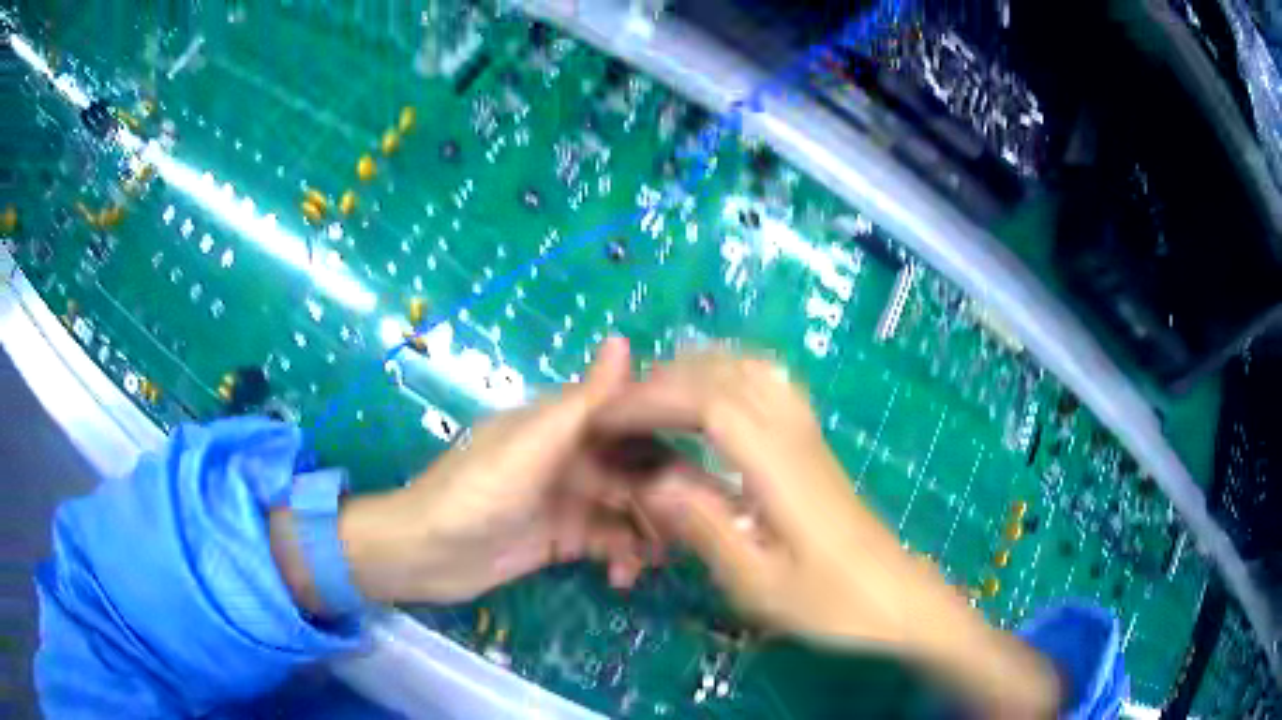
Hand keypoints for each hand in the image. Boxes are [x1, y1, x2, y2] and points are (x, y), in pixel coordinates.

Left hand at [313, 337, 657, 604]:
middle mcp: (570, 457)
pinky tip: (621, 577)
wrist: (424, 554)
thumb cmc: (475, 493)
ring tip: (651, 561)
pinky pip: (607, 542)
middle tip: (685, 531)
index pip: (631, 423)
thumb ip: (582, 402)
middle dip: (662, 499)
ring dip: (645, 533)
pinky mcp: (561, 538)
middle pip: (635, 471)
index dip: (668, 443)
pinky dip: (621, 557)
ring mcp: (566, 500)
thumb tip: (624, 340)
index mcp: (563, 424)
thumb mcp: (531, 447)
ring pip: (626, 510)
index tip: (703, 474)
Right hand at [599, 350, 1061, 717]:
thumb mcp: (761, 585)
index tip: (603, 421)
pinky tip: (709, 401)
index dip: (650, 401)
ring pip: (749, 368)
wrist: (898, 599)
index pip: (708, 404)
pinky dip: (727, 375)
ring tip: (652, 400)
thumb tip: (650, 482)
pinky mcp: (813, 442)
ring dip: (694, 371)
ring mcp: (808, 433)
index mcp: (780, 469)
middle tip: (616, 413)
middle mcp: (794, 435)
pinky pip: (767, 383)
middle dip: (661, 382)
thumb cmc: (833, 603)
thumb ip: (705, 529)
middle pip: (724, 374)